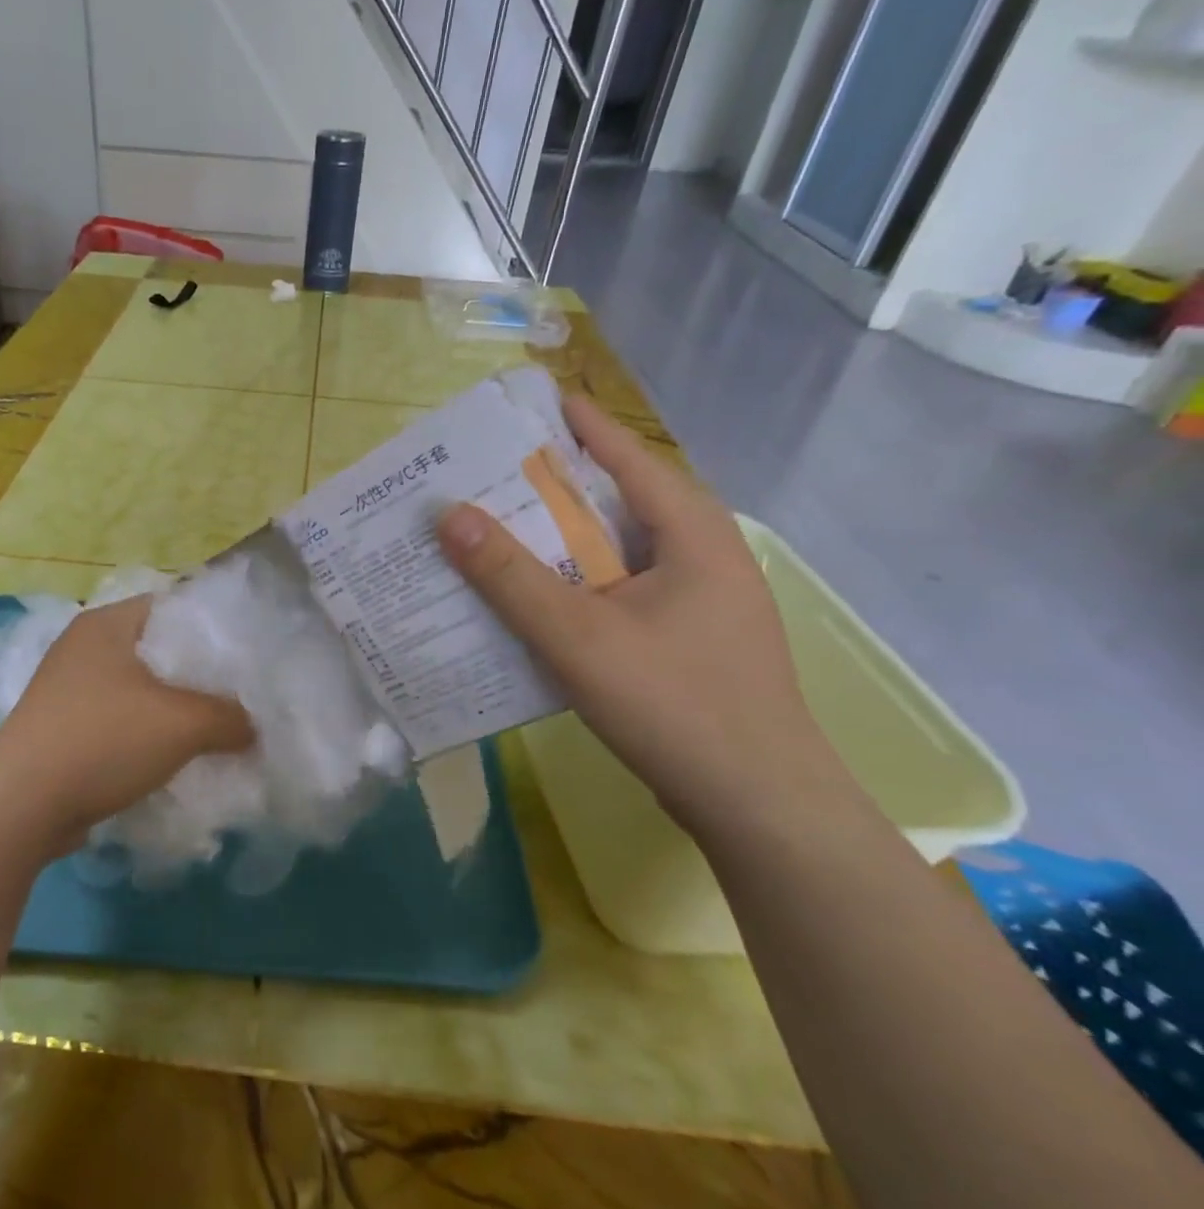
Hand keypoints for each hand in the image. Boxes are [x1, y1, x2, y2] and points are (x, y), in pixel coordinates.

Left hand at [0, 596, 253, 854]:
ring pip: (140, 688)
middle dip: (199, 674)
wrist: (20, 807)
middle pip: (159, 649)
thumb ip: (230, 717)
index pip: (174, 605)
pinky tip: (176, 756)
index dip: (215, 626)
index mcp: (108, 624)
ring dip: (174, 708)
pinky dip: (147, 733)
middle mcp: (85, 647)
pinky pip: (120, 720)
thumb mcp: (183, 723)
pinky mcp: (63, 728)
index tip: (249, 651)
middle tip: (241, 693)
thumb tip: (252, 726)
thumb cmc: (103, 741)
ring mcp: (69, 689)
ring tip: (216, 727)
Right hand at [436, 397, 851, 834]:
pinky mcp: (686, 640)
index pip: (628, 456)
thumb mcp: (579, 636)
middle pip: (618, 501)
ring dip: (560, 540)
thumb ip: (510, 577)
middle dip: (554, 486)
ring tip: (500, 529)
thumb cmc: (676, 705)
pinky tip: (535, 600)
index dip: (579, 426)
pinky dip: (575, 583)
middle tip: (491, 472)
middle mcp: (701, 555)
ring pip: (616, 551)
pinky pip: (619, 591)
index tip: (531, 402)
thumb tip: (448, 515)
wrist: (759, 806)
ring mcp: (698, 601)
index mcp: (692, 533)